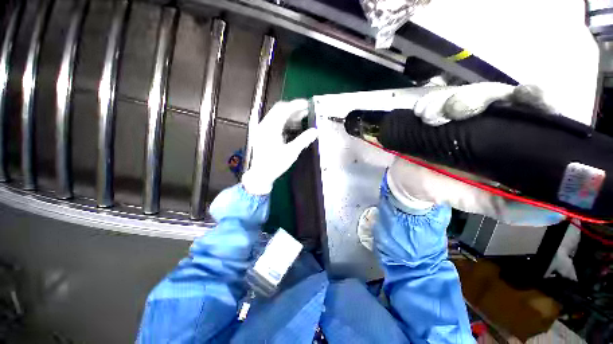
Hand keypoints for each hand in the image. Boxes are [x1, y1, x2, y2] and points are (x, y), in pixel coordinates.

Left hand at [242, 99, 317, 194]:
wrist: (261, 175)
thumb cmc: (275, 164)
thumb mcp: (291, 152)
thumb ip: (303, 140)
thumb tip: (315, 131)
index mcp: (271, 128)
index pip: (284, 109)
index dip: (297, 105)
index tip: (308, 104)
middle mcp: (265, 125)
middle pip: (279, 109)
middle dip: (294, 109)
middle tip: (306, 111)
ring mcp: (262, 129)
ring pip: (277, 115)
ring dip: (289, 115)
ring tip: (302, 119)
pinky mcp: (263, 133)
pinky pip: (274, 122)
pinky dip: (285, 121)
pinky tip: (293, 127)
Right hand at [388, 83, 564, 225]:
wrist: (407, 181)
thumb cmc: (443, 189)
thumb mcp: (476, 201)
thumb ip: (509, 208)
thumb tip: (556, 214)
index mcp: (504, 141)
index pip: (531, 112)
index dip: (537, 99)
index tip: (530, 96)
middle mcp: (484, 122)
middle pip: (495, 93)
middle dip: (481, 96)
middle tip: (457, 111)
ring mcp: (455, 116)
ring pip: (463, 92)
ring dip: (448, 101)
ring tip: (430, 119)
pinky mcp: (432, 114)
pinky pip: (433, 98)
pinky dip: (428, 103)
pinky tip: (422, 115)